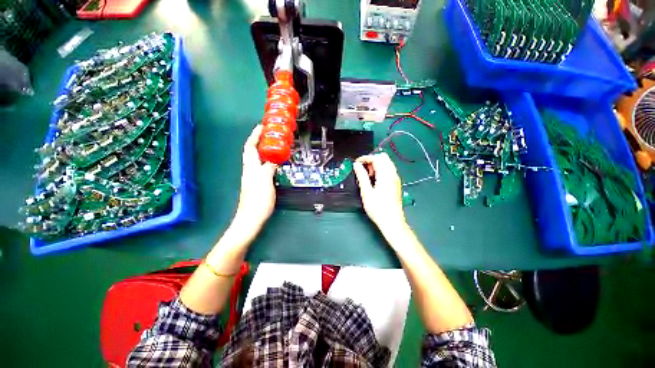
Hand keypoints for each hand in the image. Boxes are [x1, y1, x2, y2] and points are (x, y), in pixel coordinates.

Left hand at [233, 125, 277, 232]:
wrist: (252, 218)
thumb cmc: (258, 199)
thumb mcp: (265, 180)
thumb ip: (269, 167)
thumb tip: (274, 158)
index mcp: (250, 167)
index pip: (250, 147)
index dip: (255, 136)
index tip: (262, 126)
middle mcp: (250, 170)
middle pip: (253, 151)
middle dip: (260, 141)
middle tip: (272, 134)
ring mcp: (254, 177)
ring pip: (258, 159)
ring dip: (265, 150)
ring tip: (275, 145)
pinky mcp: (259, 184)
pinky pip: (264, 167)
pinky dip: (269, 161)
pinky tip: (276, 163)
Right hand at [353, 153, 406, 232]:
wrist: (392, 221)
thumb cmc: (378, 208)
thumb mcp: (366, 192)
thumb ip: (362, 176)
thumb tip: (356, 165)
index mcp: (385, 175)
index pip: (377, 158)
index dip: (365, 158)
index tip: (356, 163)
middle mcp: (393, 174)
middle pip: (384, 157)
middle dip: (372, 160)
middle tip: (363, 170)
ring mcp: (396, 179)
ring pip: (387, 163)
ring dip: (376, 165)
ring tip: (368, 176)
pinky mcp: (396, 183)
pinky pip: (389, 170)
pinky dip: (381, 170)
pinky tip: (375, 181)